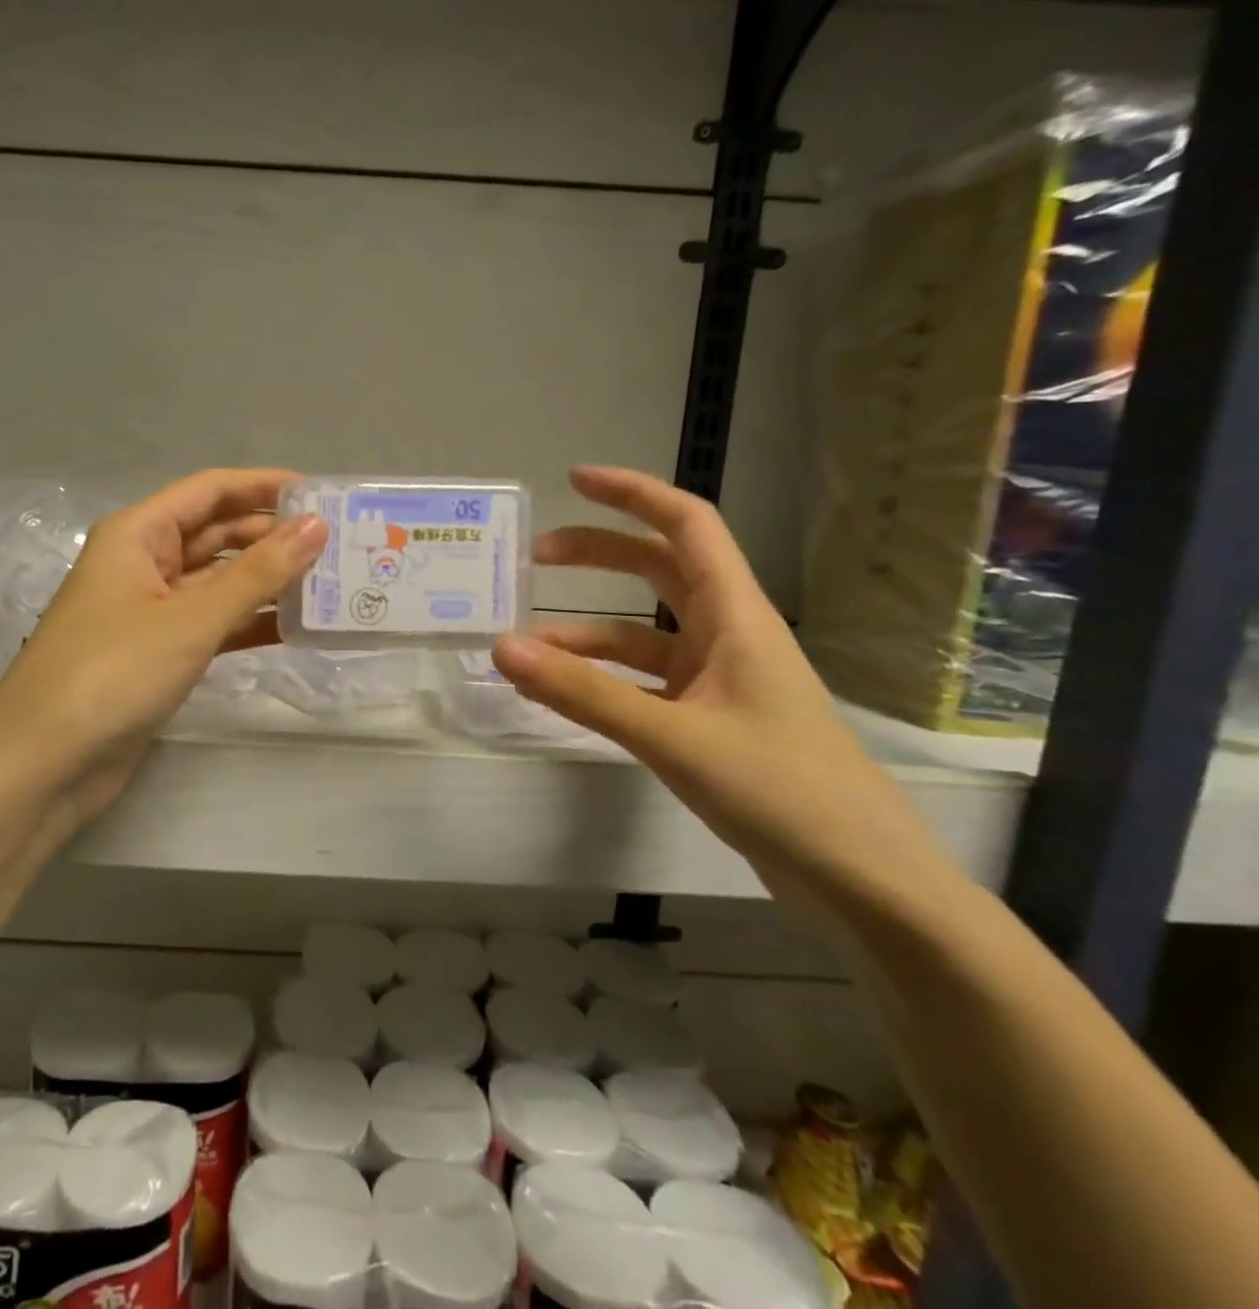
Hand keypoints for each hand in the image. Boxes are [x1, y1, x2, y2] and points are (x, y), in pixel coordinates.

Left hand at [0, 469, 326, 829]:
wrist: (46, 763)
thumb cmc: (113, 672)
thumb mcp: (191, 618)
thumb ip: (257, 573)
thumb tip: (316, 525)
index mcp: (138, 534)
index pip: (210, 491)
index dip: (264, 486)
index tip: (321, 494)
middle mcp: (143, 563)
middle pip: (216, 534)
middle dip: (271, 535)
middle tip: (337, 544)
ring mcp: (151, 611)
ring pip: (218, 582)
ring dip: (266, 581)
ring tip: (328, 582)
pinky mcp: (159, 653)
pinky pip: (213, 624)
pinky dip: (249, 623)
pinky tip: (295, 628)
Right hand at [491, 466, 948, 911]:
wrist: (861, 880)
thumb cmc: (783, 791)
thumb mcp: (672, 737)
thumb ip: (583, 693)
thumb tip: (501, 648)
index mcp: (736, 615)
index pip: (686, 525)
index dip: (632, 494)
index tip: (573, 481)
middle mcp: (727, 635)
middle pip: (657, 571)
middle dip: (597, 556)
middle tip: (534, 560)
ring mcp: (718, 680)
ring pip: (642, 635)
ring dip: (586, 633)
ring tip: (526, 647)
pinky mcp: (709, 721)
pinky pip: (642, 682)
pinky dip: (600, 680)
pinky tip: (562, 694)